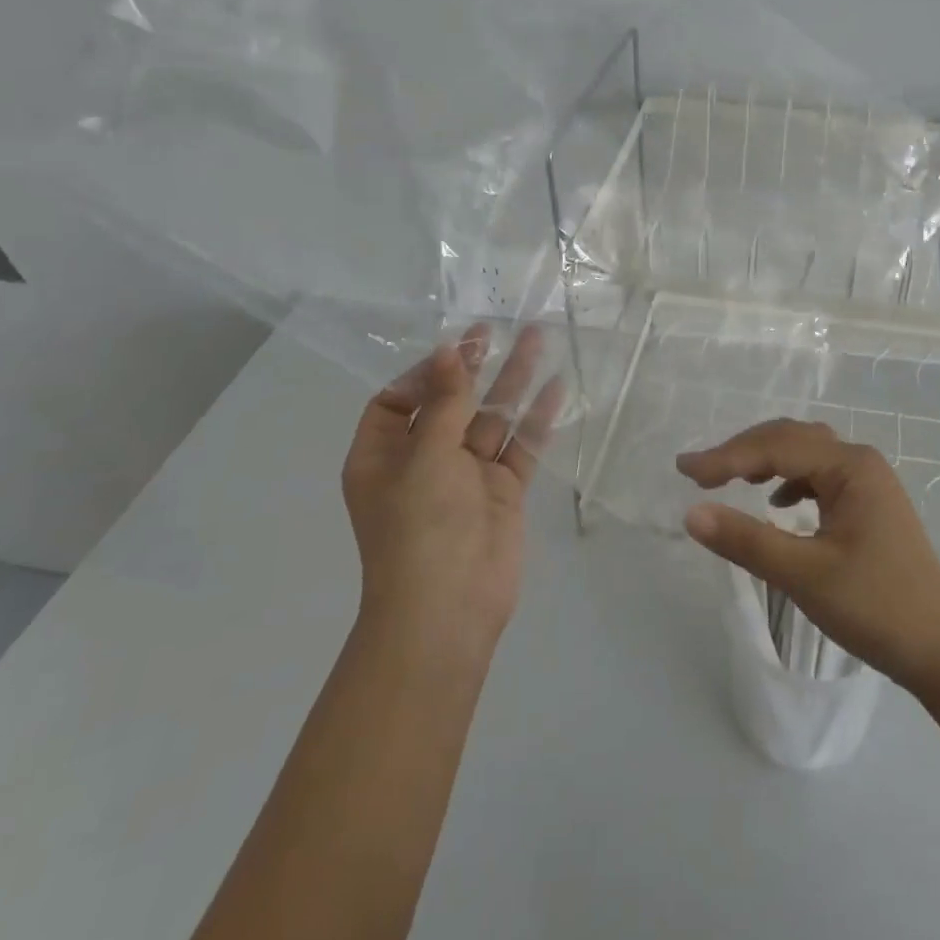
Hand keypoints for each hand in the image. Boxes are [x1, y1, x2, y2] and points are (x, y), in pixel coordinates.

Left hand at [342, 323, 563, 667]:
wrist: (449, 609)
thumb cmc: (420, 528)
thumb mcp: (426, 456)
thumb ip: (445, 402)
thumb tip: (448, 351)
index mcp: (383, 456)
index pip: (396, 401)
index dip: (423, 373)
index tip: (454, 351)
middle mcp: (423, 461)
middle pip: (449, 402)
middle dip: (473, 366)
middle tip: (496, 329)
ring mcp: (466, 476)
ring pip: (490, 418)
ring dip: (512, 382)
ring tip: (538, 339)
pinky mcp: (502, 491)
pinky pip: (519, 446)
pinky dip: (536, 419)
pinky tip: (557, 387)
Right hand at [677, 419, 939, 693]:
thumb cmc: (876, 608)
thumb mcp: (804, 575)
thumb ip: (746, 540)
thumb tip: (691, 513)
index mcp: (850, 466)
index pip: (775, 447)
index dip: (726, 456)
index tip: (683, 471)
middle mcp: (859, 462)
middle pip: (789, 440)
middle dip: (741, 452)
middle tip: (698, 474)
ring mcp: (867, 482)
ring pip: (804, 454)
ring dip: (763, 461)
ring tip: (728, 479)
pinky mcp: (868, 505)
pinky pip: (818, 476)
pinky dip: (788, 480)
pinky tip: (775, 502)